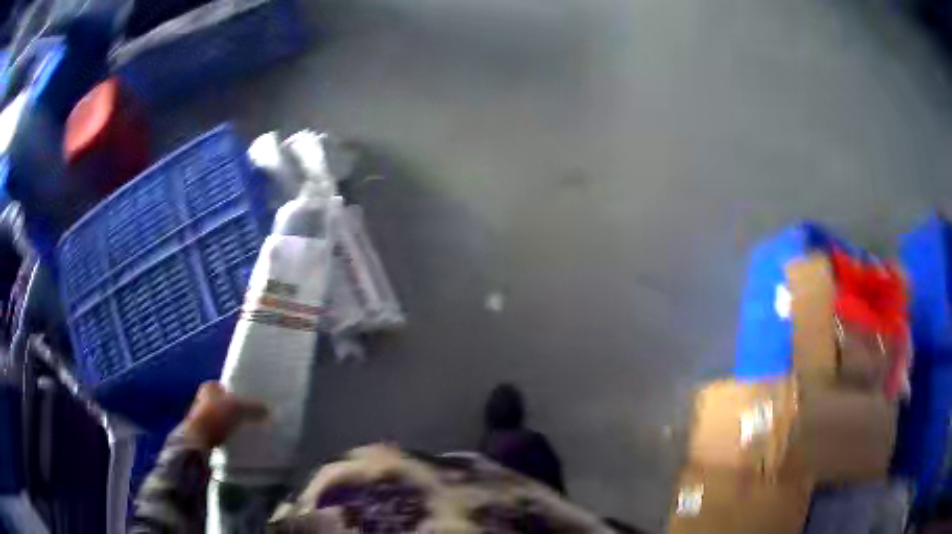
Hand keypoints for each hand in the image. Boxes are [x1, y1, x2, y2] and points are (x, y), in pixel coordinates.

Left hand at [182, 381, 266, 448]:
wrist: (197, 439)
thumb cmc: (215, 416)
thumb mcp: (239, 408)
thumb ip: (253, 407)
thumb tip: (268, 409)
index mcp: (209, 387)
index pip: (225, 386)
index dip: (236, 393)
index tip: (248, 403)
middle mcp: (202, 398)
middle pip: (222, 402)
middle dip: (233, 409)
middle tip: (249, 416)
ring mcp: (201, 416)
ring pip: (220, 417)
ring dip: (229, 423)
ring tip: (244, 430)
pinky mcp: (202, 432)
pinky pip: (218, 431)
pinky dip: (226, 434)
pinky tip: (235, 439)